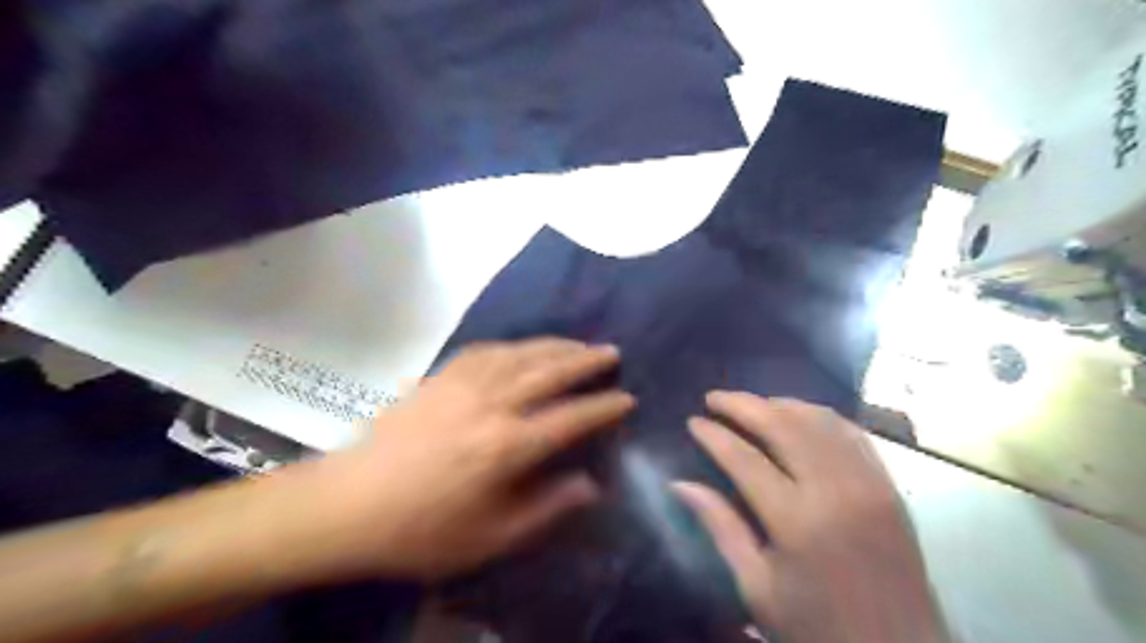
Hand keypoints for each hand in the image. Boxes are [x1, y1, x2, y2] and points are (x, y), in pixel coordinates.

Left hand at [311, 339, 635, 585]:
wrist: (349, 505)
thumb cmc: (423, 530)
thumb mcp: (491, 538)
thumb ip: (547, 508)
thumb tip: (592, 484)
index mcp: (507, 445)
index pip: (571, 417)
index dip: (604, 407)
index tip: (627, 399)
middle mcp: (492, 403)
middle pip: (550, 371)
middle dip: (587, 360)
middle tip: (612, 352)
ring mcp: (464, 383)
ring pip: (522, 353)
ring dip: (556, 345)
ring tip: (579, 343)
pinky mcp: (440, 376)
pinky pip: (487, 350)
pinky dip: (515, 345)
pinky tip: (524, 347)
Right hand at [674, 393, 945, 642]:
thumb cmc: (816, 627)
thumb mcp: (756, 587)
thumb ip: (720, 527)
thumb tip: (679, 485)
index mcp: (797, 521)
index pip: (744, 458)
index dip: (713, 434)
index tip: (693, 420)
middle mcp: (834, 490)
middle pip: (781, 425)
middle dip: (742, 404)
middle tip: (714, 397)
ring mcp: (867, 482)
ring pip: (818, 420)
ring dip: (779, 404)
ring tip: (752, 404)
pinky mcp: (888, 485)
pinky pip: (851, 432)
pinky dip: (820, 416)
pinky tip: (799, 416)